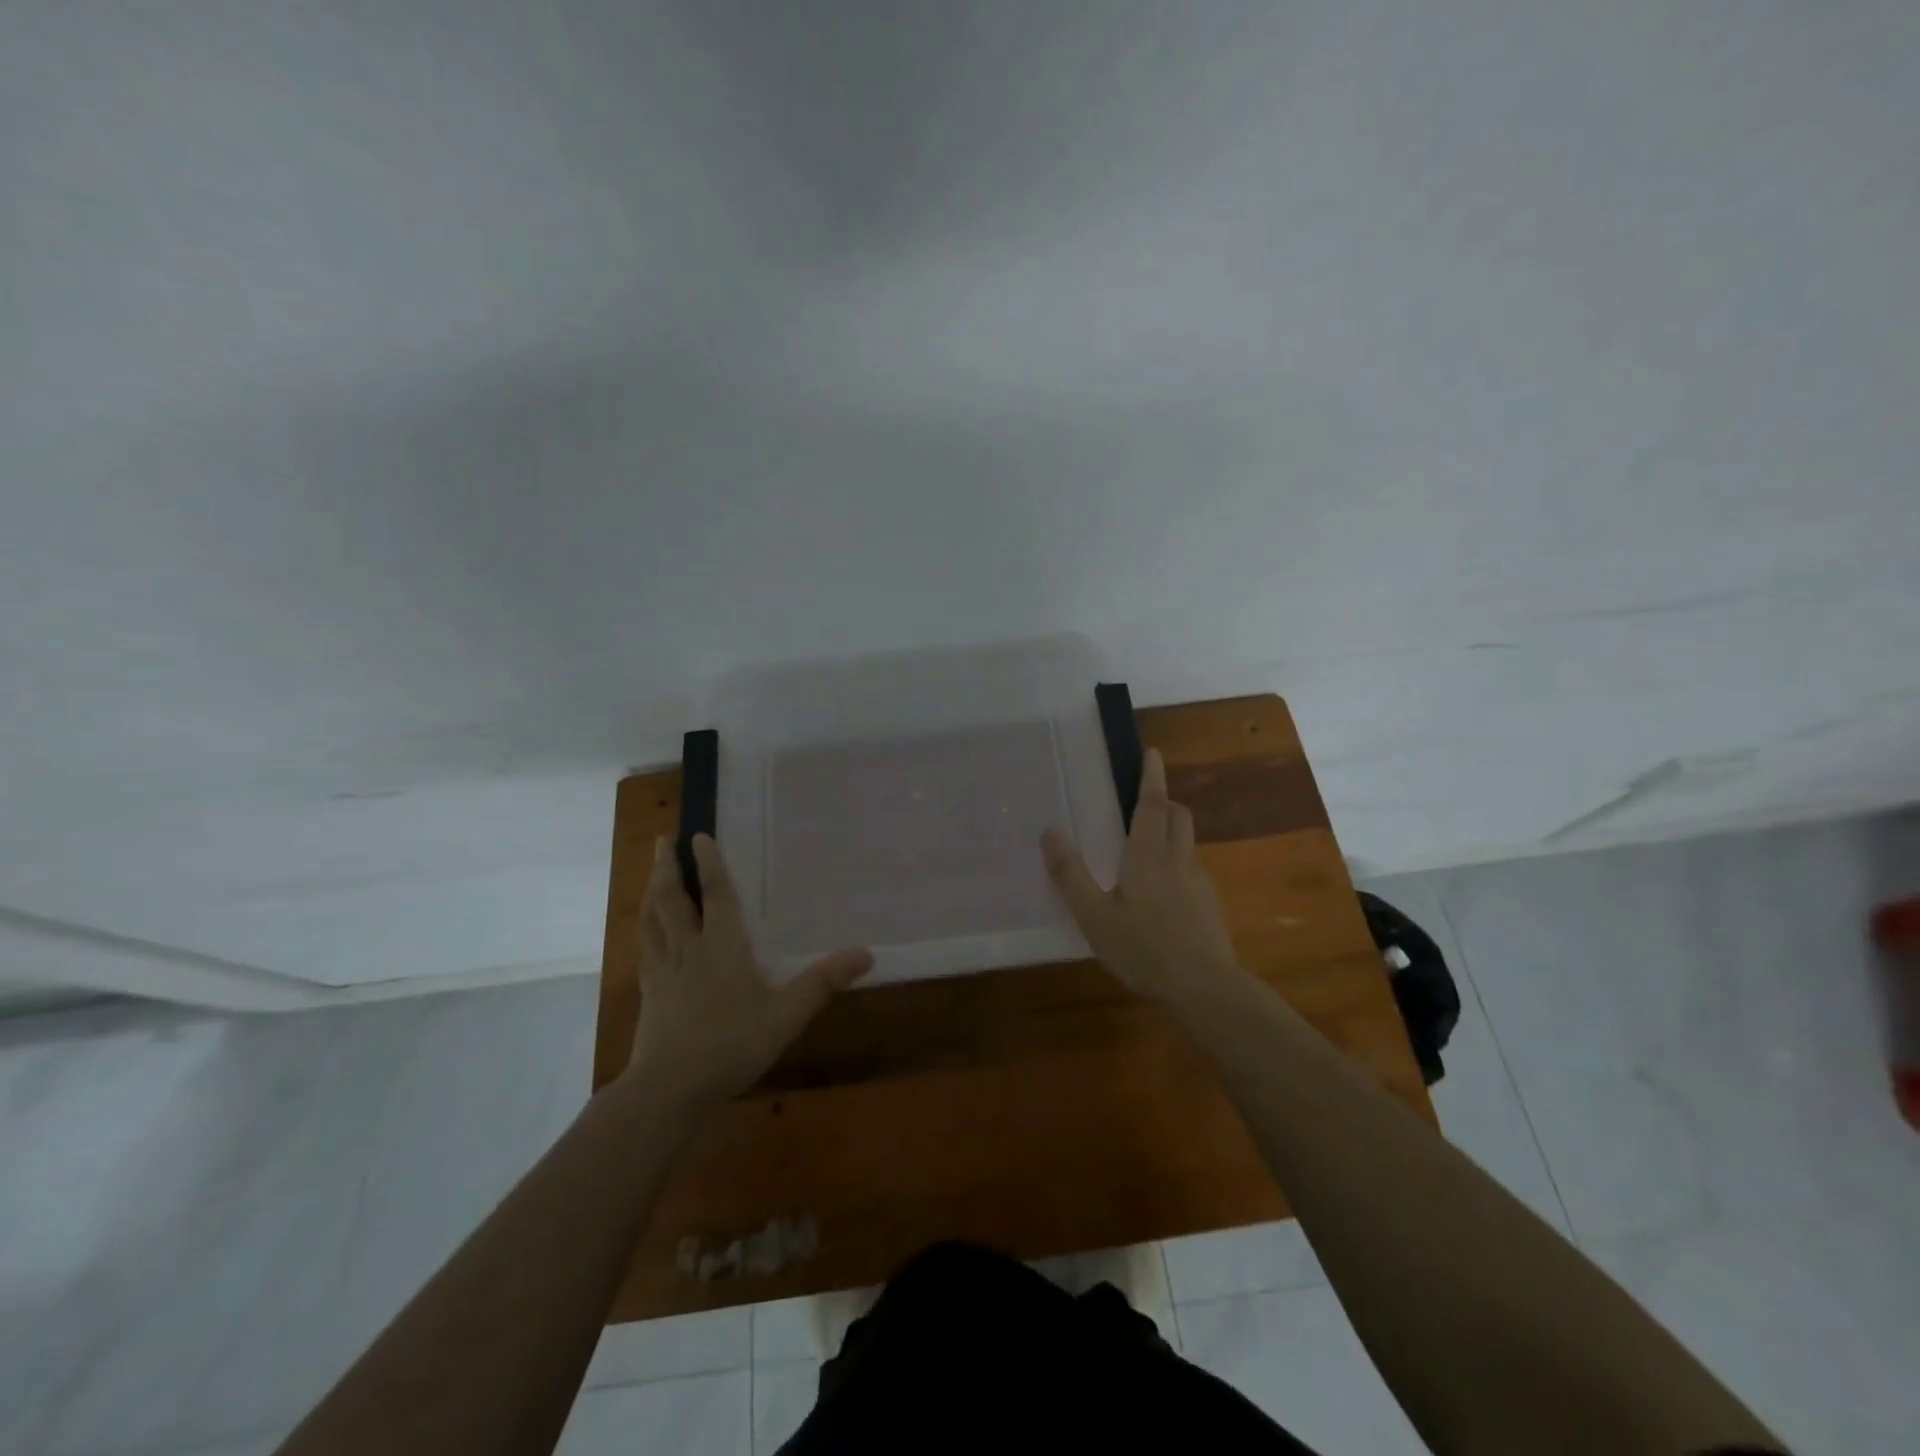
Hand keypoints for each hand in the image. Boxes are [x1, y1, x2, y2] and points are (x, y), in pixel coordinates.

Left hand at [625, 834, 872, 1107]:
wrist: (669, 1088)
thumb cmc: (731, 1044)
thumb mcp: (786, 1014)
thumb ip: (823, 983)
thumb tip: (866, 953)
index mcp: (722, 946)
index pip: (716, 895)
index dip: (709, 864)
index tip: (697, 835)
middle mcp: (689, 949)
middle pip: (673, 900)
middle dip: (668, 868)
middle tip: (660, 840)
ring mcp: (663, 972)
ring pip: (652, 921)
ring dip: (651, 892)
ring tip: (650, 874)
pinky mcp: (649, 995)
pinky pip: (644, 949)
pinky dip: (644, 930)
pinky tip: (644, 934)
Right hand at [1040, 748, 1242, 1005]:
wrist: (1205, 988)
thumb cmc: (1143, 949)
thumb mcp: (1094, 916)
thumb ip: (1070, 874)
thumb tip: (1049, 832)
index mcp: (1148, 856)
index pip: (1151, 804)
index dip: (1151, 777)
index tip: (1153, 753)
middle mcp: (1177, 861)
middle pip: (1178, 816)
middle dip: (1164, 801)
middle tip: (1144, 801)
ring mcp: (1199, 883)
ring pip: (1187, 843)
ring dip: (1171, 832)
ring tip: (1147, 851)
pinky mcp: (1209, 906)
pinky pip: (1192, 872)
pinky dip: (1178, 866)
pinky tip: (1163, 896)